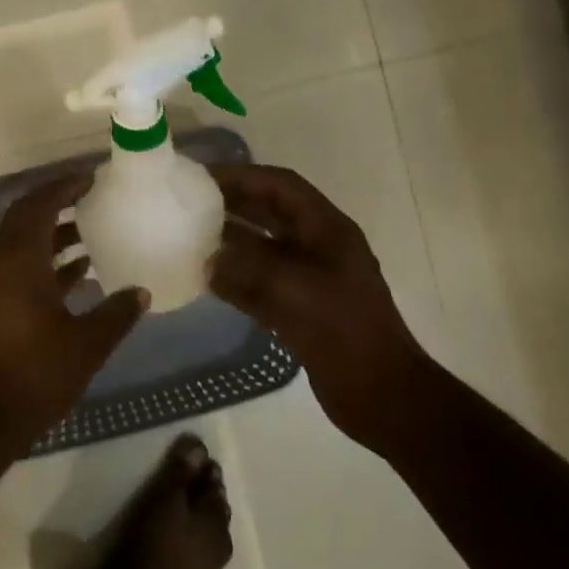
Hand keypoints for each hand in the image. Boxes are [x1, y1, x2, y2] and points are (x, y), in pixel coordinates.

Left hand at [0, 172, 149, 449]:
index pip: (39, 205)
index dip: (63, 188)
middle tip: (89, 199)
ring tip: (88, 233)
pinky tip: (74, 272)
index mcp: (18, 260)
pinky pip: (14, 266)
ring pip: (19, 243)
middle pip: (24, 218)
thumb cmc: (37, 374)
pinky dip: (40, 261)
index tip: (89, 179)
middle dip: (55, 205)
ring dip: (49, 234)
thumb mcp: (87, 343)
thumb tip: (142, 292)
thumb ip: (117, 313)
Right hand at [207, 163, 431, 448]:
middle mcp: (317, 247)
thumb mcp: (293, 287)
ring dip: (230, 241)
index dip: (244, 176)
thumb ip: (247, 266)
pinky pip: (259, 283)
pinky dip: (234, 278)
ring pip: (262, 248)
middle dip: (232, 204)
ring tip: (189, 236)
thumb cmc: (343, 328)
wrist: (379, 392)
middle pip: (270, 213)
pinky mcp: (299, 309)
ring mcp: (308, 279)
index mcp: (327, 230)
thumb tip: (208, 258)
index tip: (204, 177)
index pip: (281, 186)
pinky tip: (204, 279)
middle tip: (189, 203)